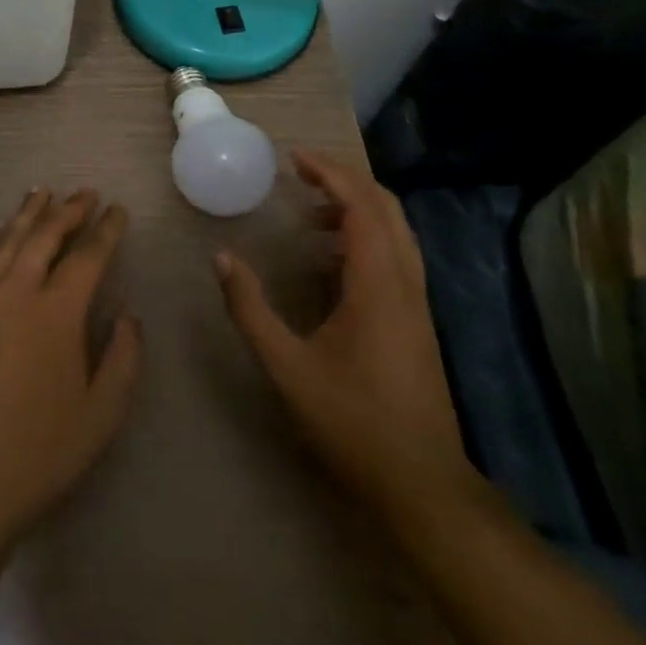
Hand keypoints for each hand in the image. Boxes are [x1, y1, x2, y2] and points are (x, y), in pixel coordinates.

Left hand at [0, 189, 142, 548]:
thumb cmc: (40, 449)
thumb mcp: (101, 414)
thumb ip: (122, 358)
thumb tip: (129, 314)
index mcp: (57, 311)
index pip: (87, 255)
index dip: (106, 230)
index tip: (118, 210)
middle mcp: (19, 290)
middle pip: (45, 234)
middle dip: (69, 210)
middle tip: (86, 192)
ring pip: (11, 238)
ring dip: (31, 212)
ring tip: (45, 191)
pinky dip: (2, 235)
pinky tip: (6, 228)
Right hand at [216, 153, 470, 519]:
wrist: (424, 487)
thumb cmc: (353, 422)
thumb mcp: (288, 367)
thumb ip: (250, 309)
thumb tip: (221, 258)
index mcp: (377, 286)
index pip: (361, 207)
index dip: (330, 173)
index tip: (295, 157)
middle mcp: (404, 284)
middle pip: (386, 209)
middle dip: (345, 181)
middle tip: (301, 173)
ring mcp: (417, 304)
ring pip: (397, 232)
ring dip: (357, 207)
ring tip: (311, 210)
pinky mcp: (417, 322)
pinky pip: (396, 256)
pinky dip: (366, 235)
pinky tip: (330, 258)